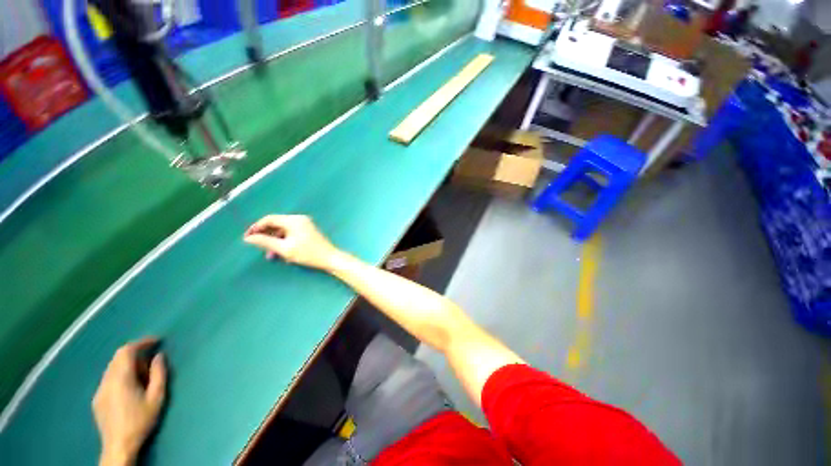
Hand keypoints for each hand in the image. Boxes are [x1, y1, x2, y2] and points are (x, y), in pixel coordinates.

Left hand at [93, 338, 166, 465]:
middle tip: (151, 363)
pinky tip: (129, 389)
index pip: (126, 350)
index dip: (141, 342)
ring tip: (142, 378)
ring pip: (112, 368)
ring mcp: (99, 390)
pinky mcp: (97, 399)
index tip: (156, 340)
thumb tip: (159, 356)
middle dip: (135, 355)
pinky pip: (108, 379)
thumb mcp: (156, 397)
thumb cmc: (140, 421)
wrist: (119, 446)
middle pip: (118, 358)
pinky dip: (120, 376)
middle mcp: (106, 380)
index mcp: (120, 378)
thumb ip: (159, 374)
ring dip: (128, 366)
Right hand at [243, 215, 342, 270]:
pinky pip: (291, 233)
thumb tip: (248, 238)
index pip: (269, 219)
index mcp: (294, 220)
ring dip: (275, 241)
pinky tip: (282, 254)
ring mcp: (305, 224)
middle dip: (266, 235)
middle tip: (257, 246)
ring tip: (270, 255)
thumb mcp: (284, 249)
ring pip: (283, 230)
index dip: (256, 227)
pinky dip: (284, 242)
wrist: (329, 258)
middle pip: (276, 224)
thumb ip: (265, 242)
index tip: (247, 237)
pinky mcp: (308, 231)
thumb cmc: (308, 253)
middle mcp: (299, 219)